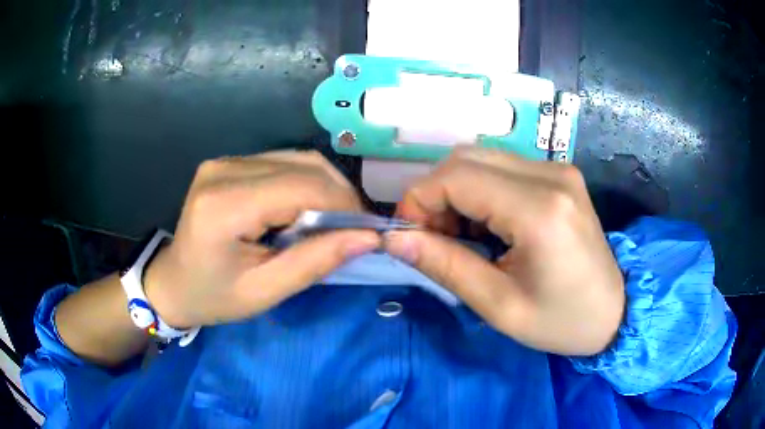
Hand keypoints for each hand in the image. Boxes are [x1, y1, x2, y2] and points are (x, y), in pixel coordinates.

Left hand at [144, 151, 380, 327]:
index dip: (343, 205)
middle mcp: (224, 170)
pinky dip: (305, 184)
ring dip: (325, 188)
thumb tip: (368, 237)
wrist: (172, 283)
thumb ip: (315, 262)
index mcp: (225, 206)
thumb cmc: (213, 297)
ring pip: (297, 159)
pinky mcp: (228, 163)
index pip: (301, 188)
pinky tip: (305, 210)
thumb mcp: (265, 292)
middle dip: (339, 196)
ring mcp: (225, 161)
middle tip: (353, 230)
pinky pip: (282, 162)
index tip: (367, 231)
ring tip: (333, 222)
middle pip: (303, 166)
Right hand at [385, 148, 623, 355]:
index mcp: (539, 211)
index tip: (408, 236)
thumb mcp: (498, 306)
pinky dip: (479, 191)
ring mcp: (558, 169)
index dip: (419, 200)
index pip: (456, 177)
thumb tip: (394, 238)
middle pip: (465, 159)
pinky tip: (486, 226)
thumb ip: (444, 266)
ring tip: (459, 237)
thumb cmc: (560, 321)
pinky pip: (502, 167)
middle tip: (433, 239)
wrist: (614, 312)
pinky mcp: (560, 174)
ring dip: (455, 192)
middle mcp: (550, 175)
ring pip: (481, 159)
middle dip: (435, 195)